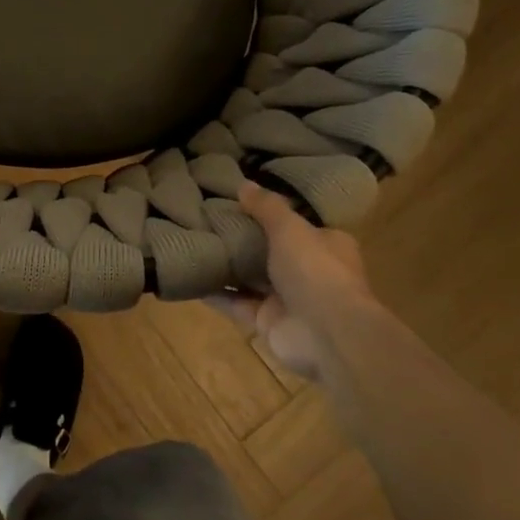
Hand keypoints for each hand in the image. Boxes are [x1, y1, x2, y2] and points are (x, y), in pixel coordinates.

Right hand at [210, 182, 390, 378]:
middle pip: (271, 252)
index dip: (271, 215)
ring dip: (227, 267)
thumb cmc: (316, 270)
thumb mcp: (289, 228)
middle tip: (209, 220)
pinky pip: (236, 303)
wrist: (328, 334)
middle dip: (244, 240)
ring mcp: (287, 299)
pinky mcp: (267, 322)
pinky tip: (191, 277)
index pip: (298, 225)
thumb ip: (266, 207)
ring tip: (195, 244)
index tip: (240, 203)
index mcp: (326, 245)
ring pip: (251, 279)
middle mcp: (309, 272)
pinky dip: (215, 293)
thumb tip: (244, 184)